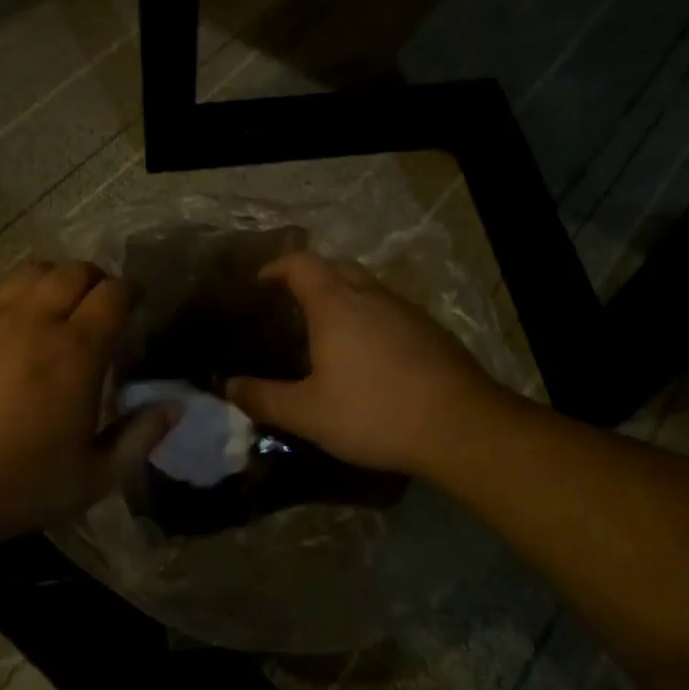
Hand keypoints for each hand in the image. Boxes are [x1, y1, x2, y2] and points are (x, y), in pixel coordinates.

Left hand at [0, 262, 173, 550]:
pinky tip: (9, 337)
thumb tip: (175, 404)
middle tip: (100, 306)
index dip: (131, 293)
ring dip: (53, 282)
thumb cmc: (18, 487)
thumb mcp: (95, 476)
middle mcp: (33, 322)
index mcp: (76, 350)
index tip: (136, 306)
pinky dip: (12, 304)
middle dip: (95, 281)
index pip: (113, 294)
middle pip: (72, 271)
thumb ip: (141, 436)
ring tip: (56, 309)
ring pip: (29, 274)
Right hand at [225, 252, 500, 476]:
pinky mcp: (429, 330)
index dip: (276, 267)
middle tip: (288, 305)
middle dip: (308, 276)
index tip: (259, 283)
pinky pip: (387, 309)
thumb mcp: (308, 414)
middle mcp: (370, 295)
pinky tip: (366, 354)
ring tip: (324, 331)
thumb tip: (228, 387)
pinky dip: (367, 317)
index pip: (300, 263)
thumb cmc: (374, 412)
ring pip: (365, 287)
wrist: (461, 426)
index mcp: (335, 304)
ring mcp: (405, 310)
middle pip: (334, 266)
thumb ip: (263, 398)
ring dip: (341, 296)